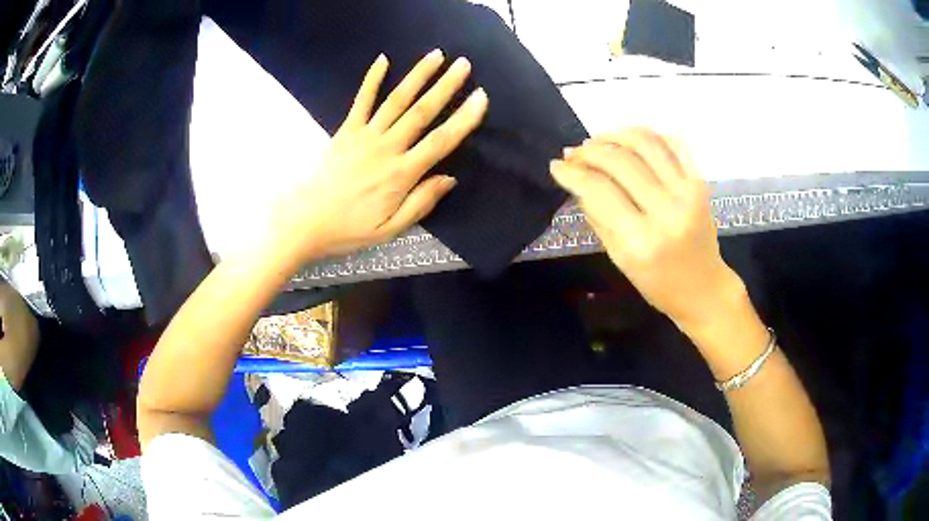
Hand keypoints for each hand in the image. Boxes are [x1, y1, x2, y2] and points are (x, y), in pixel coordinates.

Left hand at [272, 50, 487, 261]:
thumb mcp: (389, 229)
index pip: (441, 141)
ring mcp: (364, 136)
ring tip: (436, 55)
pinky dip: (371, 79)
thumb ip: (420, 203)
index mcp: (401, 174)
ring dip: (418, 76)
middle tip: (464, 64)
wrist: (304, 222)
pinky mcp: (345, 131)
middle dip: (446, 86)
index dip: (464, 118)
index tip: (481, 98)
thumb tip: (449, 178)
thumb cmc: (348, 230)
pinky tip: (383, 59)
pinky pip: (361, 101)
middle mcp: (386, 148)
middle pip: (421, 112)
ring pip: (396, 101)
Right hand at [550, 128, 744, 330]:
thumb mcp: (618, 258)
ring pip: (645, 144)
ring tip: (598, 140)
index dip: (572, 172)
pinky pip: (673, 143)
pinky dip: (648, 133)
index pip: (598, 190)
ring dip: (615, 135)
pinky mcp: (701, 183)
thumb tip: (576, 178)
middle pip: (620, 161)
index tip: (557, 165)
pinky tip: (629, 138)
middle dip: (589, 151)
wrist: (704, 288)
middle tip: (574, 153)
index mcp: (640, 241)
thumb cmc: (657, 283)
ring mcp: (688, 193)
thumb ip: (597, 215)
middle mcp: (666, 211)